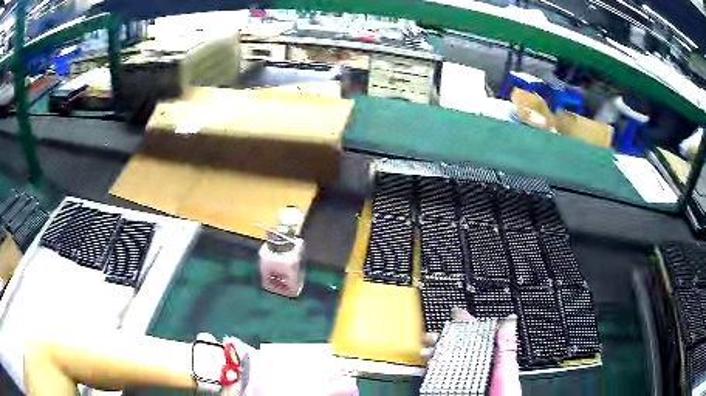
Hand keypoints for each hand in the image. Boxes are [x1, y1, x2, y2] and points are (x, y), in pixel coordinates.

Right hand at [421, 308, 521, 395]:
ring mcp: (464, 381)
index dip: (467, 324)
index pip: (479, 338)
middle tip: (432, 334)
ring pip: (447, 363)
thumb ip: (506, 348)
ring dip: (434, 354)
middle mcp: (478, 370)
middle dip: (443, 339)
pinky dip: (430, 370)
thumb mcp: (508, 371)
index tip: (455, 314)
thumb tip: (510, 320)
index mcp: (493, 361)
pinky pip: (440, 378)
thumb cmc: (504, 395)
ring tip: (426, 350)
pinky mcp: (451, 390)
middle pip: (458, 349)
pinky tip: (426, 366)